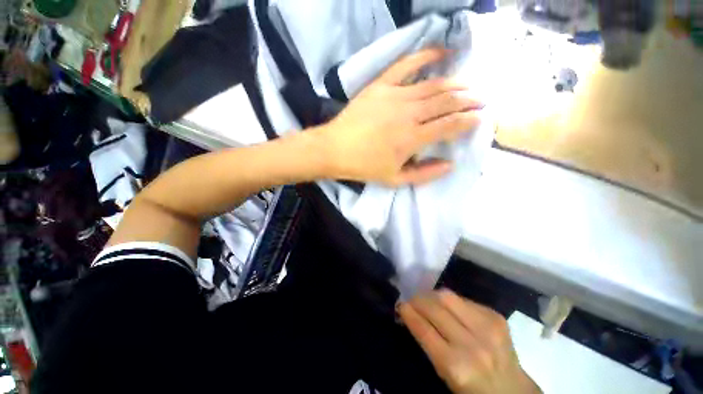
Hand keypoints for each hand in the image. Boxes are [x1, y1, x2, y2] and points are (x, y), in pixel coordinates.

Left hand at [316, 48, 482, 186]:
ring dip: (456, 83)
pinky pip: (407, 64)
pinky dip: (427, 55)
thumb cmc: (364, 167)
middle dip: (469, 100)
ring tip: (468, 85)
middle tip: (481, 100)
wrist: (335, 150)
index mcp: (412, 139)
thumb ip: (425, 174)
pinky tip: (442, 52)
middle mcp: (409, 114)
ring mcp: (395, 96)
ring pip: (434, 84)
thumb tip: (450, 164)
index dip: (469, 120)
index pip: (451, 125)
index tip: (480, 118)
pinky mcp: (381, 85)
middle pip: (447, 101)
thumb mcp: (395, 180)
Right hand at [399, 290, 541, 393]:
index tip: (400, 305)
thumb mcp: (445, 375)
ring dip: (431, 295)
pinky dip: (450, 300)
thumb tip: (410, 315)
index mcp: (456, 367)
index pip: (423, 329)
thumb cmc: (473, 390)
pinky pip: (463, 298)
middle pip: (435, 307)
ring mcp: (487, 327)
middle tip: (411, 300)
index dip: (408, 312)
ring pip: (447, 295)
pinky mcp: (495, 316)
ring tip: (426, 299)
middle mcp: (472, 344)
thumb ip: (428, 343)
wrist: (513, 391)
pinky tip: (448, 306)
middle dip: (417, 300)